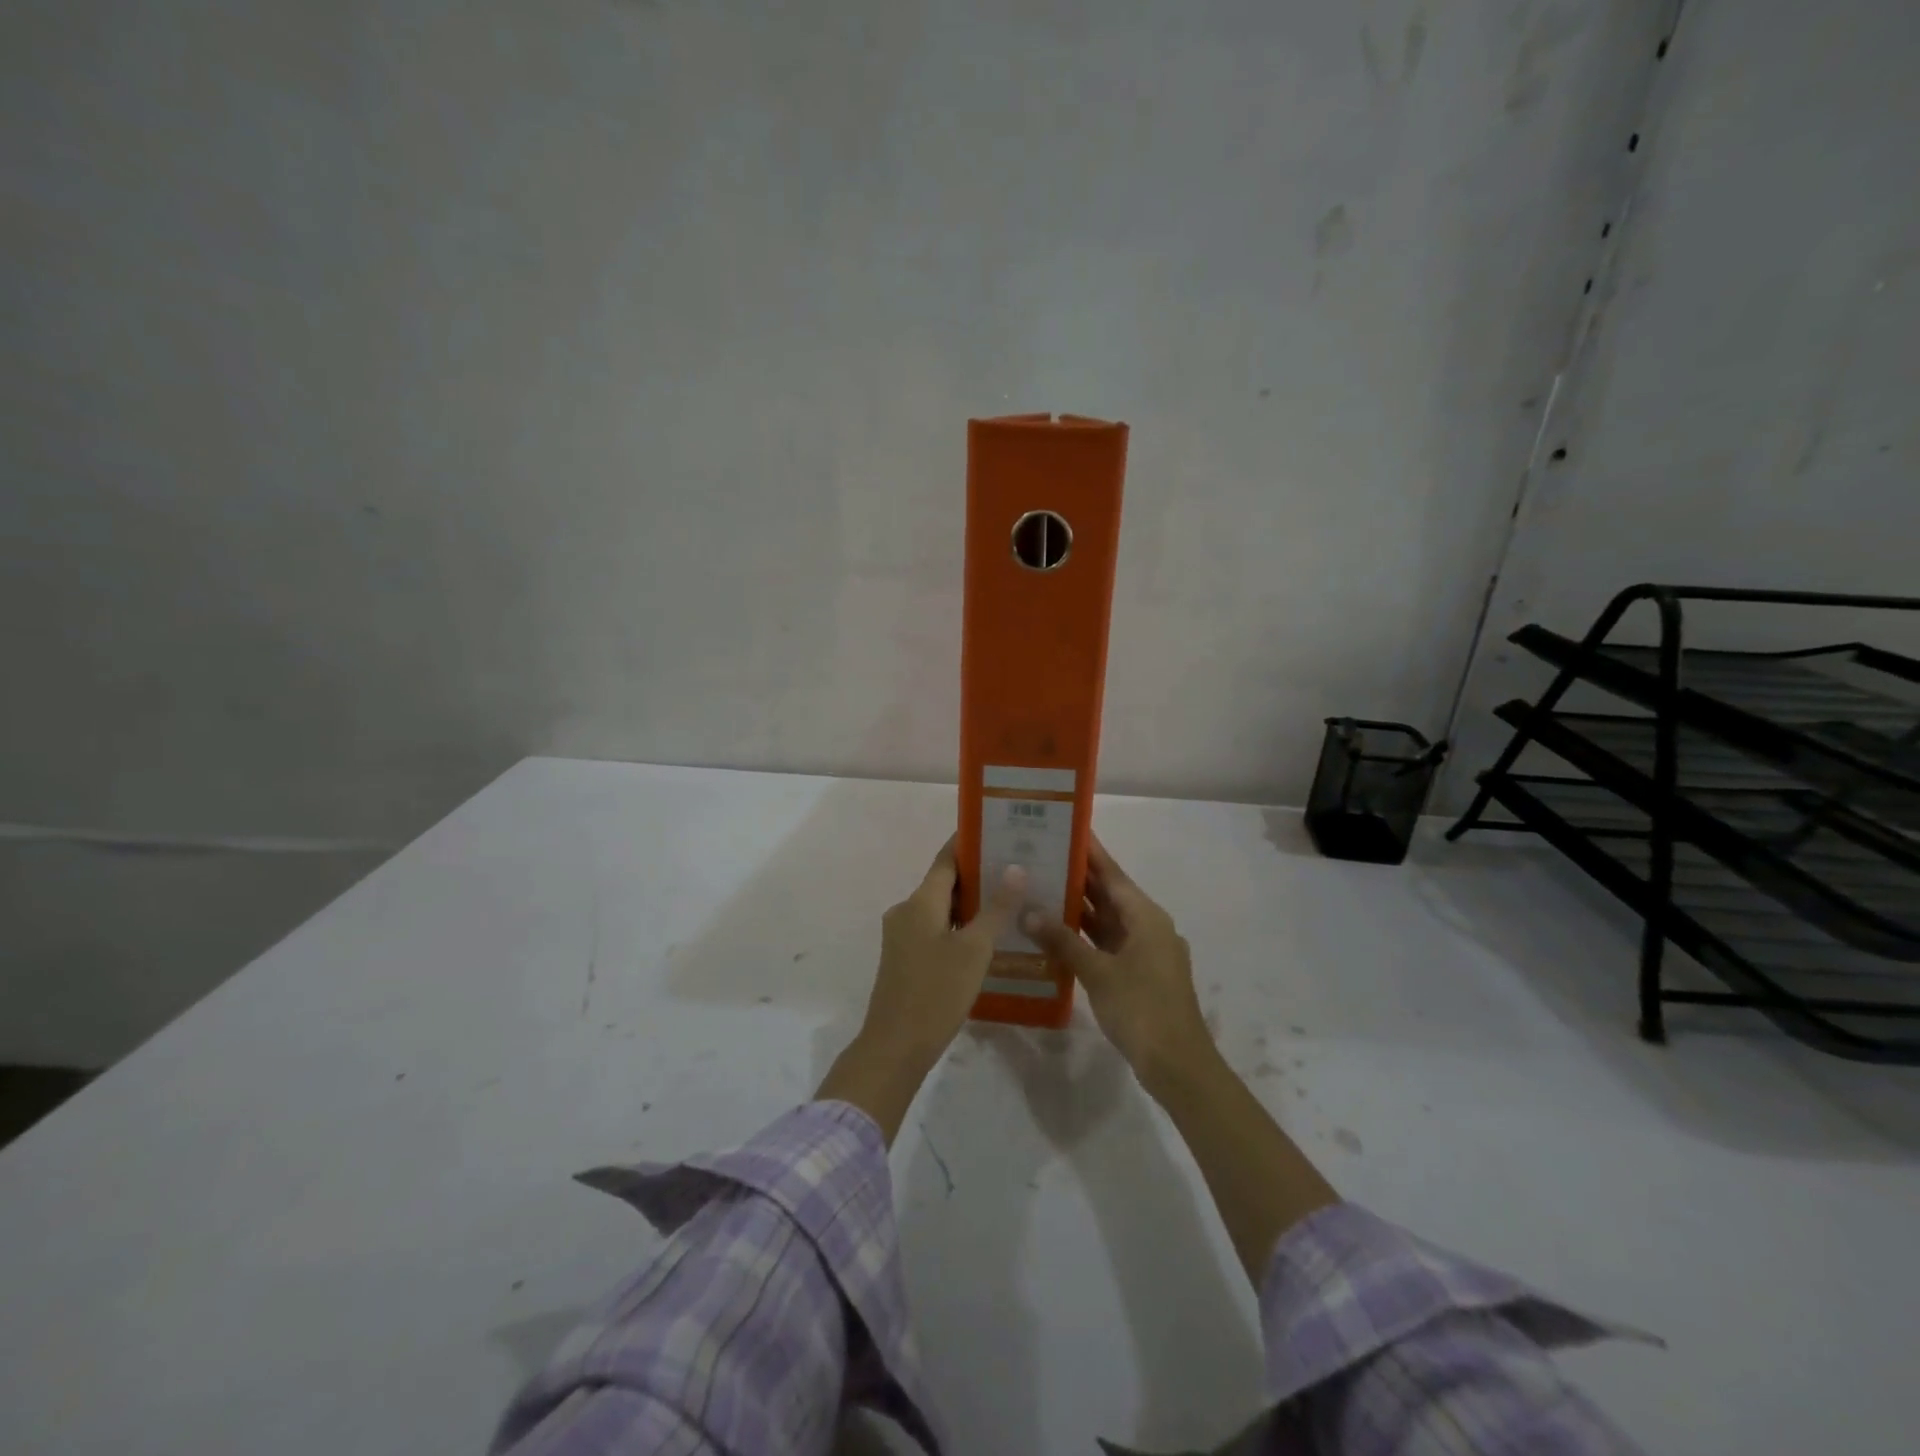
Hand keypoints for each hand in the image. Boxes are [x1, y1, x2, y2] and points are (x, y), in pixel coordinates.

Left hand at [864, 838, 1024, 1071]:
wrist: (895, 1047)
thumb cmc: (936, 992)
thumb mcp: (974, 950)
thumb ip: (996, 908)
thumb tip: (1015, 867)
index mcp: (920, 901)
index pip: (947, 858)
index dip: (971, 843)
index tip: (1000, 831)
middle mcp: (906, 910)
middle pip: (945, 882)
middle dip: (979, 874)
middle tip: (1018, 868)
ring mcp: (903, 935)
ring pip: (941, 908)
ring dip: (972, 903)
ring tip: (1011, 899)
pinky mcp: (905, 958)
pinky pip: (936, 929)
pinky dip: (960, 926)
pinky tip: (988, 936)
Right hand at [1020, 837, 1214, 1097]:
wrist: (1178, 1065)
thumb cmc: (1142, 1008)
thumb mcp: (1098, 972)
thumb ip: (1063, 940)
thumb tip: (1029, 911)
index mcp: (1146, 916)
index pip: (1112, 873)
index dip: (1090, 852)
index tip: (1066, 829)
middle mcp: (1148, 927)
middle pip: (1110, 895)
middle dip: (1078, 878)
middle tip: (1041, 858)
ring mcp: (1145, 952)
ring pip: (1107, 921)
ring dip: (1079, 909)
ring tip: (1041, 889)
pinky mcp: (1139, 974)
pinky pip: (1108, 944)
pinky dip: (1085, 938)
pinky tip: (1056, 936)